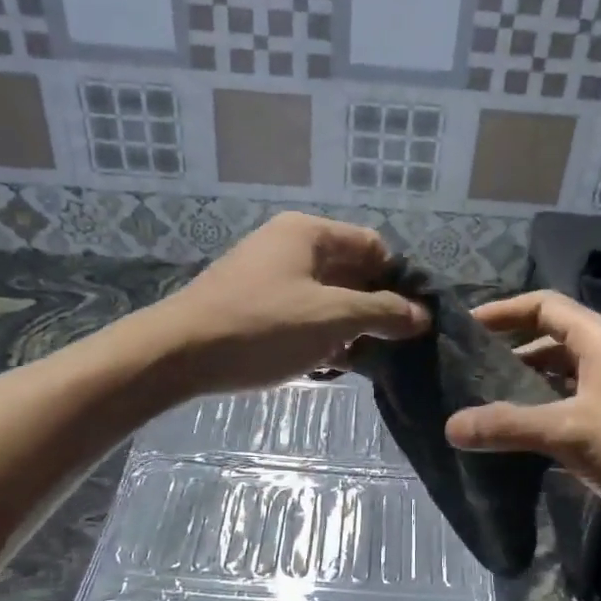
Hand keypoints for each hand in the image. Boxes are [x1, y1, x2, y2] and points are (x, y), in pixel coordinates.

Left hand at [150, 213, 427, 394]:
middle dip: (374, 308)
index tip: (413, 319)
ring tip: (362, 360)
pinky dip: (319, 335)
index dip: (398, 280)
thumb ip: (383, 313)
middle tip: (393, 345)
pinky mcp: (253, 306)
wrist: (178, 355)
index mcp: (309, 233)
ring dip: (348, 327)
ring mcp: (268, 276)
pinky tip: (327, 366)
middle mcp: (289, 246)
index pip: (373, 246)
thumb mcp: (332, 318)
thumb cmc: (262, 327)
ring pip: (326, 297)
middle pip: (350, 272)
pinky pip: (301, 314)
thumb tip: (422, 315)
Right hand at [443, 291, 600, 549]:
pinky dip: (548, 420)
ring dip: (527, 393)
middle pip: (551, 344)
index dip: (503, 312)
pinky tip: (521, 444)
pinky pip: (576, 412)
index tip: (464, 329)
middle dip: (508, 357)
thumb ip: (509, 426)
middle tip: (465, 377)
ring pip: (563, 382)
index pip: (544, 306)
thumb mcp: (571, 431)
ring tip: (483, 411)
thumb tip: (450, 426)